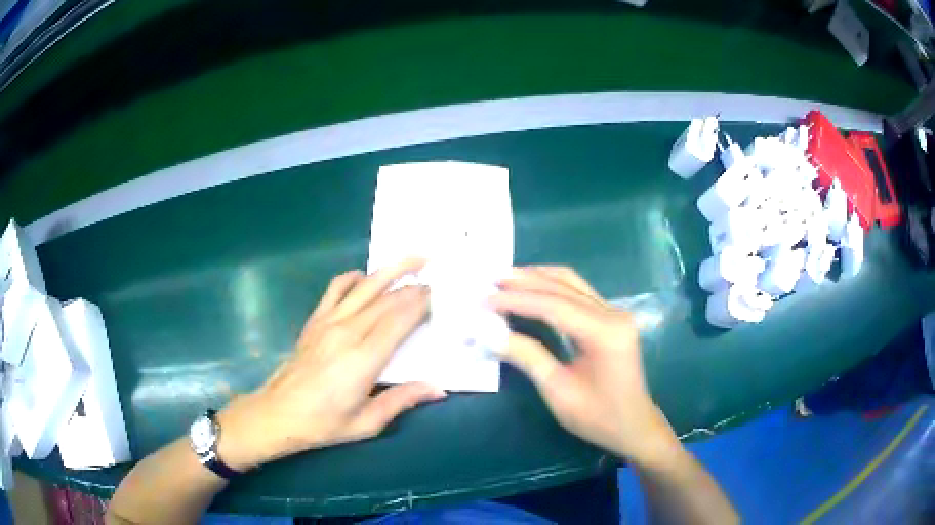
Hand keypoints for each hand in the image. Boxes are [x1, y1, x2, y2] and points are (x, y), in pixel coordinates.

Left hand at [216, 259, 445, 470]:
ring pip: (365, 287)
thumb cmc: (324, 423)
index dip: (420, 304)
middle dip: (412, 287)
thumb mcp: (367, 422)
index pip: (399, 320)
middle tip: (435, 280)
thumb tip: (439, 388)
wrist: (278, 413)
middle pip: (386, 300)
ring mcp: (328, 322)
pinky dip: (353, 278)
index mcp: (363, 359)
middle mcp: (347, 332)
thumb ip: (402, 400)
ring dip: (390, 270)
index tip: (438, 295)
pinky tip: (365, 277)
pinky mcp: (315, 320)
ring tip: (413, 260)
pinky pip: (336, 289)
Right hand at [490, 266, 679, 465]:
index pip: (554, 306)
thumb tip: (489, 333)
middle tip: (489, 281)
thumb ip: (527, 357)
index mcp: (605, 334)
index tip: (484, 299)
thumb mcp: (558, 392)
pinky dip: (551, 287)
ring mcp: (615, 313)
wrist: (634, 426)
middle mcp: (613, 314)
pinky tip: (530, 288)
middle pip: (563, 287)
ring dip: (537, 278)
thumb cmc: (598, 418)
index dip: (516, 300)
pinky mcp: (611, 317)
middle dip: (524, 282)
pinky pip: (578, 292)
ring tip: (504, 279)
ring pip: (572, 283)